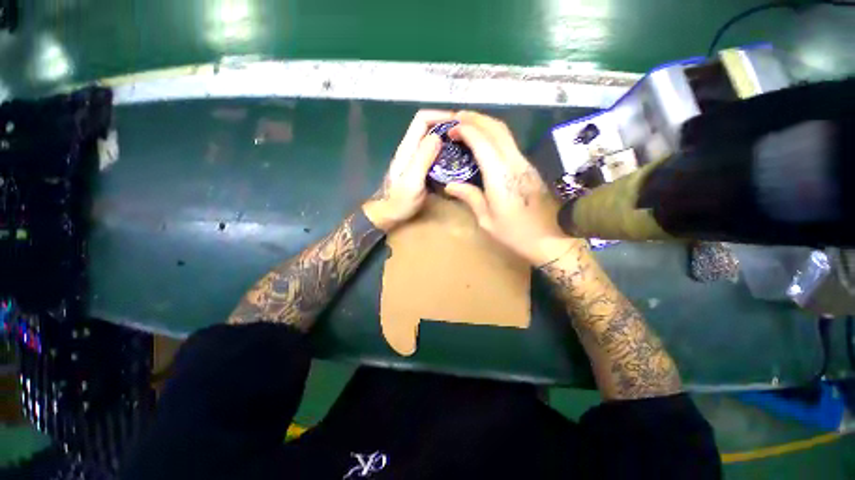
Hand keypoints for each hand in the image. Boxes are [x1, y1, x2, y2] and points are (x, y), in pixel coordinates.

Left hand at [361, 110, 454, 231]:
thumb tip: (438, 136)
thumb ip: (423, 159)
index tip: (460, 122)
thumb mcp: (412, 181)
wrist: (389, 215)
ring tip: (465, 145)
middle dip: (447, 125)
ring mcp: (414, 158)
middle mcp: (410, 148)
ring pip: (431, 139)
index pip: (422, 119)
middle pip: (428, 126)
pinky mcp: (418, 167)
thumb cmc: (400, 201)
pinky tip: (455, 160)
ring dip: (447, 138)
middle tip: (467, 135)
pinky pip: (433, 152)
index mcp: (407, 148)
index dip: (441, 115)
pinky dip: (445, 151)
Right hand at [444, 111, 579, 264]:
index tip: (451, 129)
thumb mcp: (487, 220)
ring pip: (505, 133)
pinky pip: (509, 143)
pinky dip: (494, 134)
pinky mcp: (529, 167)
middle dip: (476, 118)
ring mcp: (524, 163)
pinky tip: (484, 141)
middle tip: (457, 117)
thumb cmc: (516, 234)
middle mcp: (514, 163)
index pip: (482, 142)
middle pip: (496, 128)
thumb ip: (470, 197)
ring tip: (468, 124)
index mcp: (500, 177)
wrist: (552, 239)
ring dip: (486, 123)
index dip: (466, 130)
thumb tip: (451, 185)